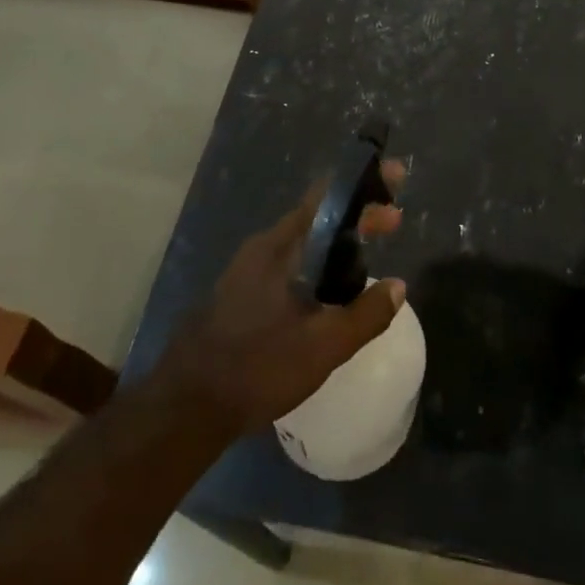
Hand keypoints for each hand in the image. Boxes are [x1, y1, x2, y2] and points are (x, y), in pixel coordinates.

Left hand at [154, 165, 406, 436]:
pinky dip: (319, 261)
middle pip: (318, 217)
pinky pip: (290, 263)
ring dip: (338, 240)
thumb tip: (398, 286)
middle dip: (357, 215)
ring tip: (368, 253)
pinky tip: (330, 289)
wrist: (186, 407)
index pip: (327, 197)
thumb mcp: (322, 347)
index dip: (364, 185)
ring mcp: (248, 271)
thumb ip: (364, 315)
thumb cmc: (256, 367)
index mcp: (281, 246)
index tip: (394, 178)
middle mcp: (263, 248)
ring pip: (304, 242)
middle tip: (393, 221)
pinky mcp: (241, 294)